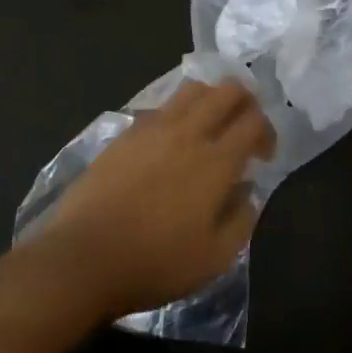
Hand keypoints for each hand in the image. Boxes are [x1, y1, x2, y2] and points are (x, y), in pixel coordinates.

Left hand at [31, 79, 275, 319]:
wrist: (84, 257)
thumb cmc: (155, 262)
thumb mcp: (215, 258)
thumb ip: (241, 218)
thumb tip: (247, 190)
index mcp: (216, 162)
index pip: (253, 121)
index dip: (267, 131)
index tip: (263, 156)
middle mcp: (188, 133)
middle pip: (227, 90)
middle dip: (245, 101)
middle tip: (244, 127)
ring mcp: (153, 128)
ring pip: (193, 89)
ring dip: (212, 99)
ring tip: (210, 126)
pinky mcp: (126, 133)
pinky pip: (163, 107)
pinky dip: (179, 112)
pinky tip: (173, 141)